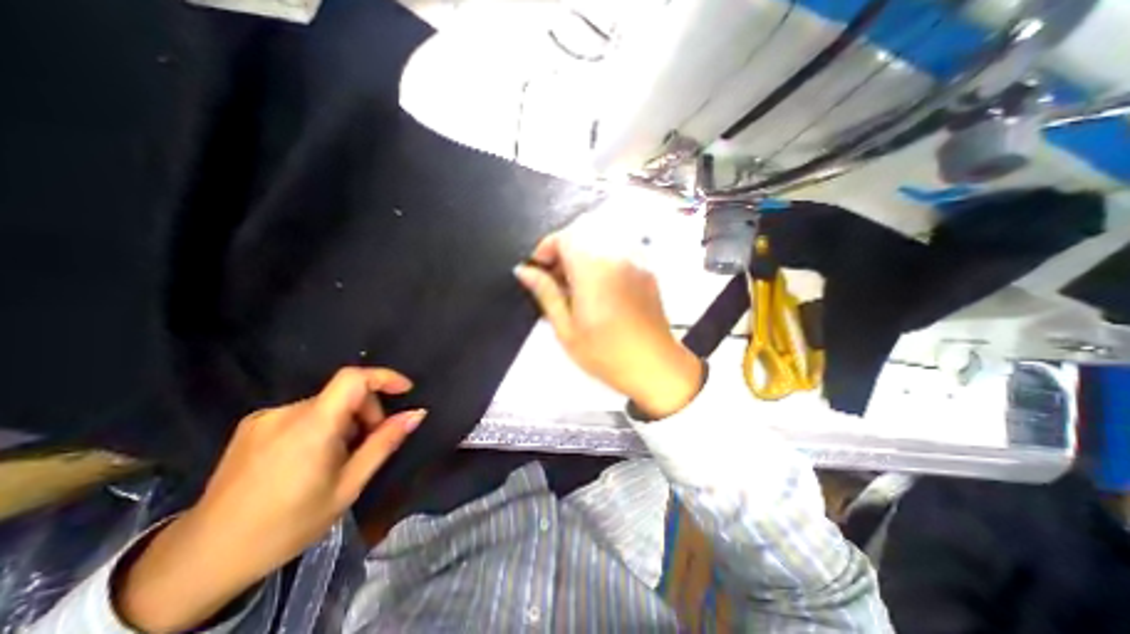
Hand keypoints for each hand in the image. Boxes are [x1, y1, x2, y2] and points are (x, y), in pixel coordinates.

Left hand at [114, 367, 426, 633]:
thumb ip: (384, 443)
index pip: (353, 378)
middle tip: (367, 445)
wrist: (200, 560)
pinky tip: (311, 458)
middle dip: (366, 412)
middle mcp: (286, 413)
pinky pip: (303, 413)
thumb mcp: (348, 486)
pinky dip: (321, 425)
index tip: (405, 390)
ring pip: (325, 405)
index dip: (384, 377)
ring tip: (338, 458)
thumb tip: (416, 414)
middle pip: (343, 393)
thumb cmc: (287, 525)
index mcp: (311, 427)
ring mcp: (264, 418)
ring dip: (344, 421)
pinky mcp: (252, 426)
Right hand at [515, 221, 703, 417]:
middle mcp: (616, 257)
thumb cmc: (606, 353)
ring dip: (582, 258)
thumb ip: (546, 293)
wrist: (655, 366)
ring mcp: (635, 263)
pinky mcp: (646, 273)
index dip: (546, 248)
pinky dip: (602, 263)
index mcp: (593, 269)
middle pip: (583, 236)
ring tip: (576, 289)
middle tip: (555, 282)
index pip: (564, 237)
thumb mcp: (566, 328)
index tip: (539, 270)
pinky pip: (618, 255)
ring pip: (600, 244)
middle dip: (563, 253)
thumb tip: (525, 271)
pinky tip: (599, 291)